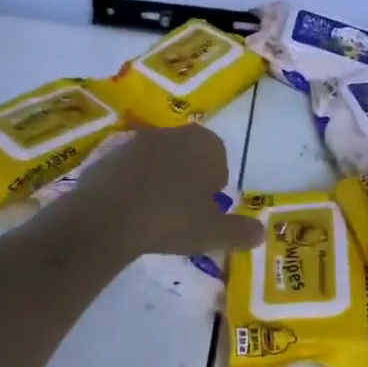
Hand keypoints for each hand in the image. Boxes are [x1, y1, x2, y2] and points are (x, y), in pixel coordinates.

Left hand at [67, 126, 264, 257]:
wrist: (108, 216)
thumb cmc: (171, 219)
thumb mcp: (213, 233)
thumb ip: (239, 232)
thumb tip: (260, 233)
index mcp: (204, 144)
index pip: (219, 157)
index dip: (215, 183)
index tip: (207, 208)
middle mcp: (172, 133)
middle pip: (187, 155)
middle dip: (188, 178)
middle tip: (184, 212)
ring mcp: (136, 141)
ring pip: (157, 161)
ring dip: (159, 181)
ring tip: (154, 214)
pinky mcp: (107, 154)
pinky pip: (129, 170)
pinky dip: (132, 185)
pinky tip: (129, 212)